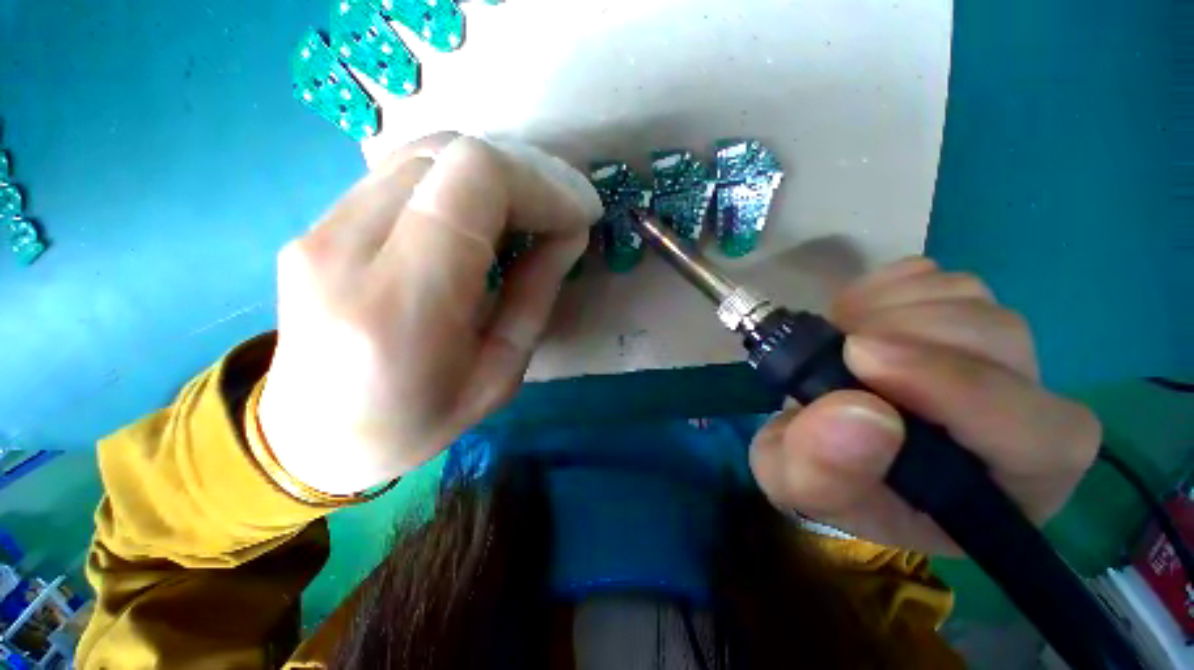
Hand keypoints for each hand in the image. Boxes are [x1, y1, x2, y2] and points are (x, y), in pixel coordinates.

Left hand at [258, 134, 602, 494]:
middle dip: (523, 176)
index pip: (473, 180)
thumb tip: (569, 233)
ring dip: (493, 177)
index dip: (539, 185)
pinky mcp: (317, 224)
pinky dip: (458, 186)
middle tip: (558, 215)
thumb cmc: (419, 421)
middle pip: (449, 154)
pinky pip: (402, 175)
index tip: (577, 215)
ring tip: (526, 217)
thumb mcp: (501, 373)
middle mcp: (345, 246)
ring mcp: (320, 228)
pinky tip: (480, 222)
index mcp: (401, 302)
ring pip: (425, 154)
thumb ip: (535, 293)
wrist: (315, 436)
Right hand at [749, 258, 1100, 553]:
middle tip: (838, 348)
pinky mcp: (953, 312)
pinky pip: (930, 276)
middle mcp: (1023, 411)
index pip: (1035, 434)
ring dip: (885, 309)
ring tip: (839, 338)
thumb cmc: (827, 479)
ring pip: (966, 297)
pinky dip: (881, 288)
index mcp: (1007, 485)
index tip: (859, 358)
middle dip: (907, 334)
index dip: (957, 387)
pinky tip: (853, 319)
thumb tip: (856, 412)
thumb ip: (823, 472)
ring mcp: (992, 350)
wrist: (825, 441)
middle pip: (1001, 341)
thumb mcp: (801, 488)